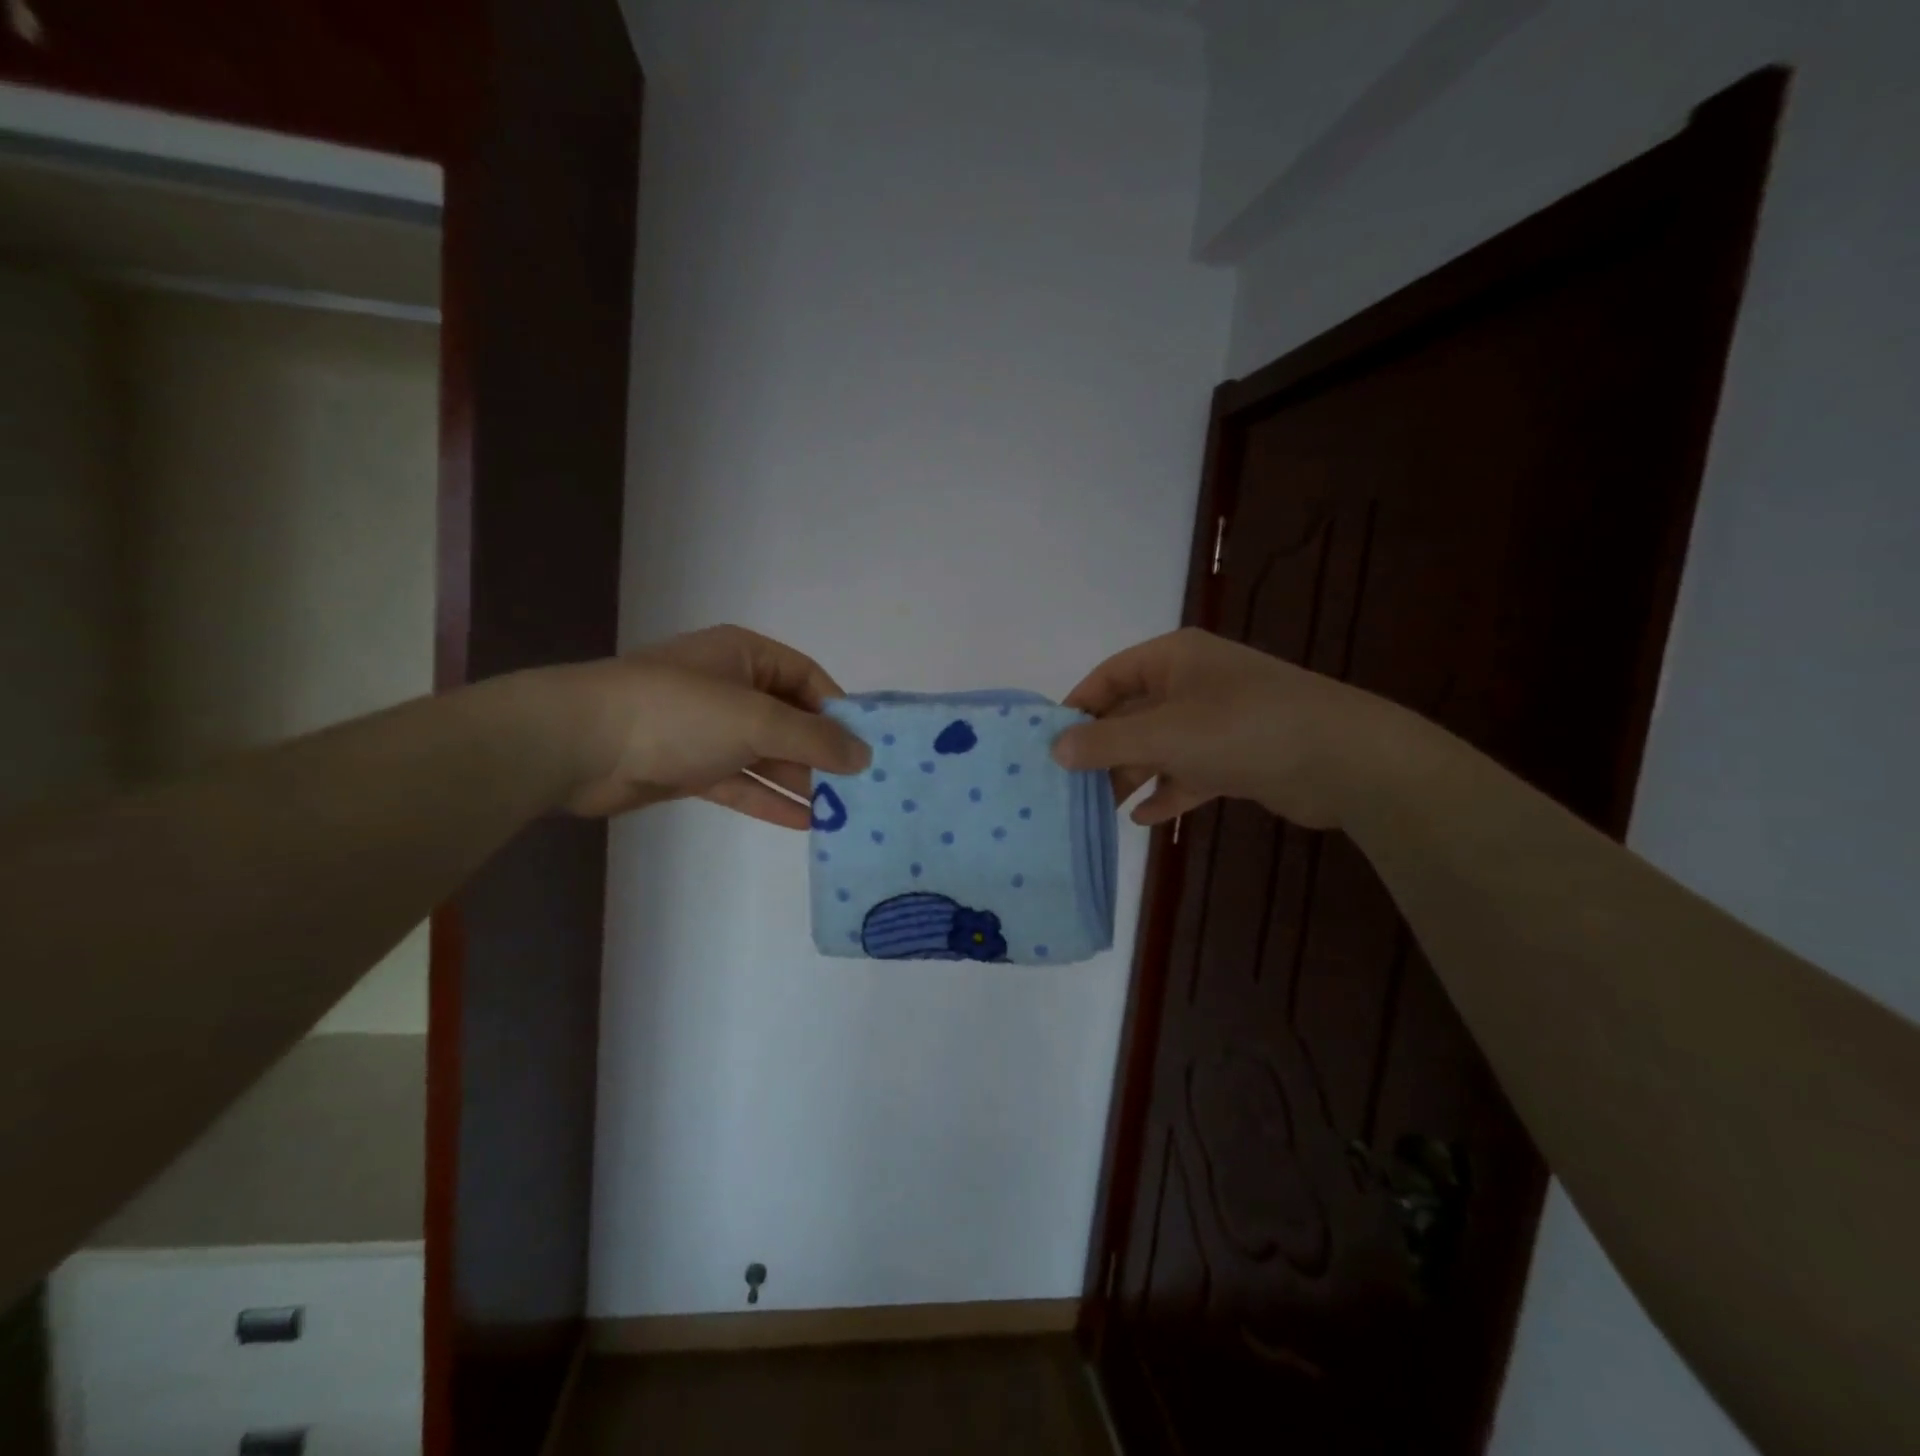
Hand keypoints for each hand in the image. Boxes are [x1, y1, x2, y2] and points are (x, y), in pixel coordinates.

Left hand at [555, 625, 869, 825]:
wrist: (580, 745)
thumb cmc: (678, 713)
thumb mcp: (758, 719)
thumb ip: (814, 738)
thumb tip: (864, 755)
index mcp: (745, 656)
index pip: (807, 678)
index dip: (838, 710)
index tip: (866, 746)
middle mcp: (730, 687)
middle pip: (789, 719)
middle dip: (821, 753)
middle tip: (858, 788)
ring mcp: (708, 729)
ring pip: (766, 754)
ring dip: (798, 781)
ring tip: (840, 811)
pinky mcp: (690, 766)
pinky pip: (740, 781)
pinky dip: (768, 799)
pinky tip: (803, 822)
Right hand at [1052, 628, 1412, 829]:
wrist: (1343, 760)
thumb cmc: (1242, 729)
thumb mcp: (1163, 733)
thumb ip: (1105, 742)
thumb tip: (1055, 749)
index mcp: (1174, 659)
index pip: (1109, 677)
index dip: (1078, 708)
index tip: (1050, 745)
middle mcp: (1193, 683)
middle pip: (1132, 714)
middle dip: (1104, 750)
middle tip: (1071, 787)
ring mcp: (1218, 720)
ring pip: (1159, 746)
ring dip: (1132, 775)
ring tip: (1101, 809)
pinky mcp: (1237, 756)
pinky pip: (1189, 772)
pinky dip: (1168, 791)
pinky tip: (1145, 819)